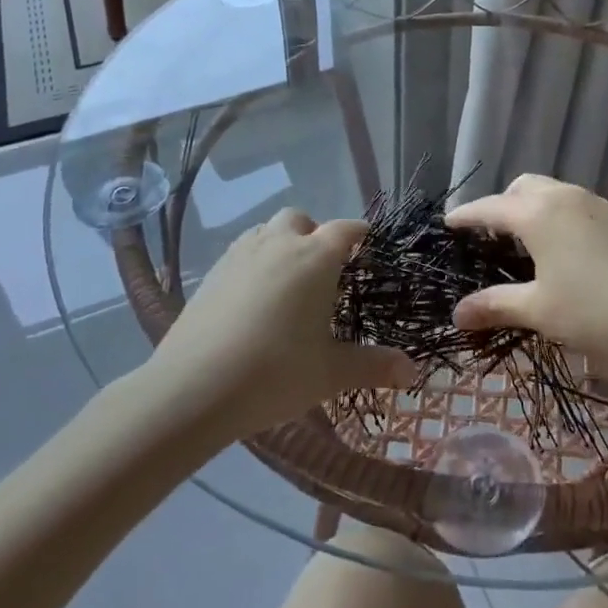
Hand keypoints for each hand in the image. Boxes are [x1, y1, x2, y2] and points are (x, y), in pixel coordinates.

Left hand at [147, 208, 416, 438]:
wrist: (194, 387)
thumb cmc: (275, 373)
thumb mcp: (331, 373)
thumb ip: (374, 366)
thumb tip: (413, 371)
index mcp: (316, 258)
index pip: (346, 229)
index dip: (360, 234)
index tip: (368, 247)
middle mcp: (279, 243)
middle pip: (302, 220)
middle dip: (315, 234)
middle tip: (324, 270)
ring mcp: (241, 254)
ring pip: (267, 231)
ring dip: (282, 243)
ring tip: (287, 280)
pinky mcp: (211, 272)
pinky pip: (241, 251)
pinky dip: (254, 261)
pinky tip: (253, 298)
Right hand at [444, 174, 607, 373]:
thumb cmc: (595, 312)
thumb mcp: (539, 311)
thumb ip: (495, 305)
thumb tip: (457, 313)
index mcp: (538, 213)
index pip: (490, 208)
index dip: (466, 216)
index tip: (448, 223)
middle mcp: (564, 196)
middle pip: (521, 187)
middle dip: (500, 205)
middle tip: (489, 237)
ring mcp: (594, 202)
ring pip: (550, 191)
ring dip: (529, 207)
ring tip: (524, 242)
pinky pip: (572, 202)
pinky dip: (554, 213)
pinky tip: (560, 247)